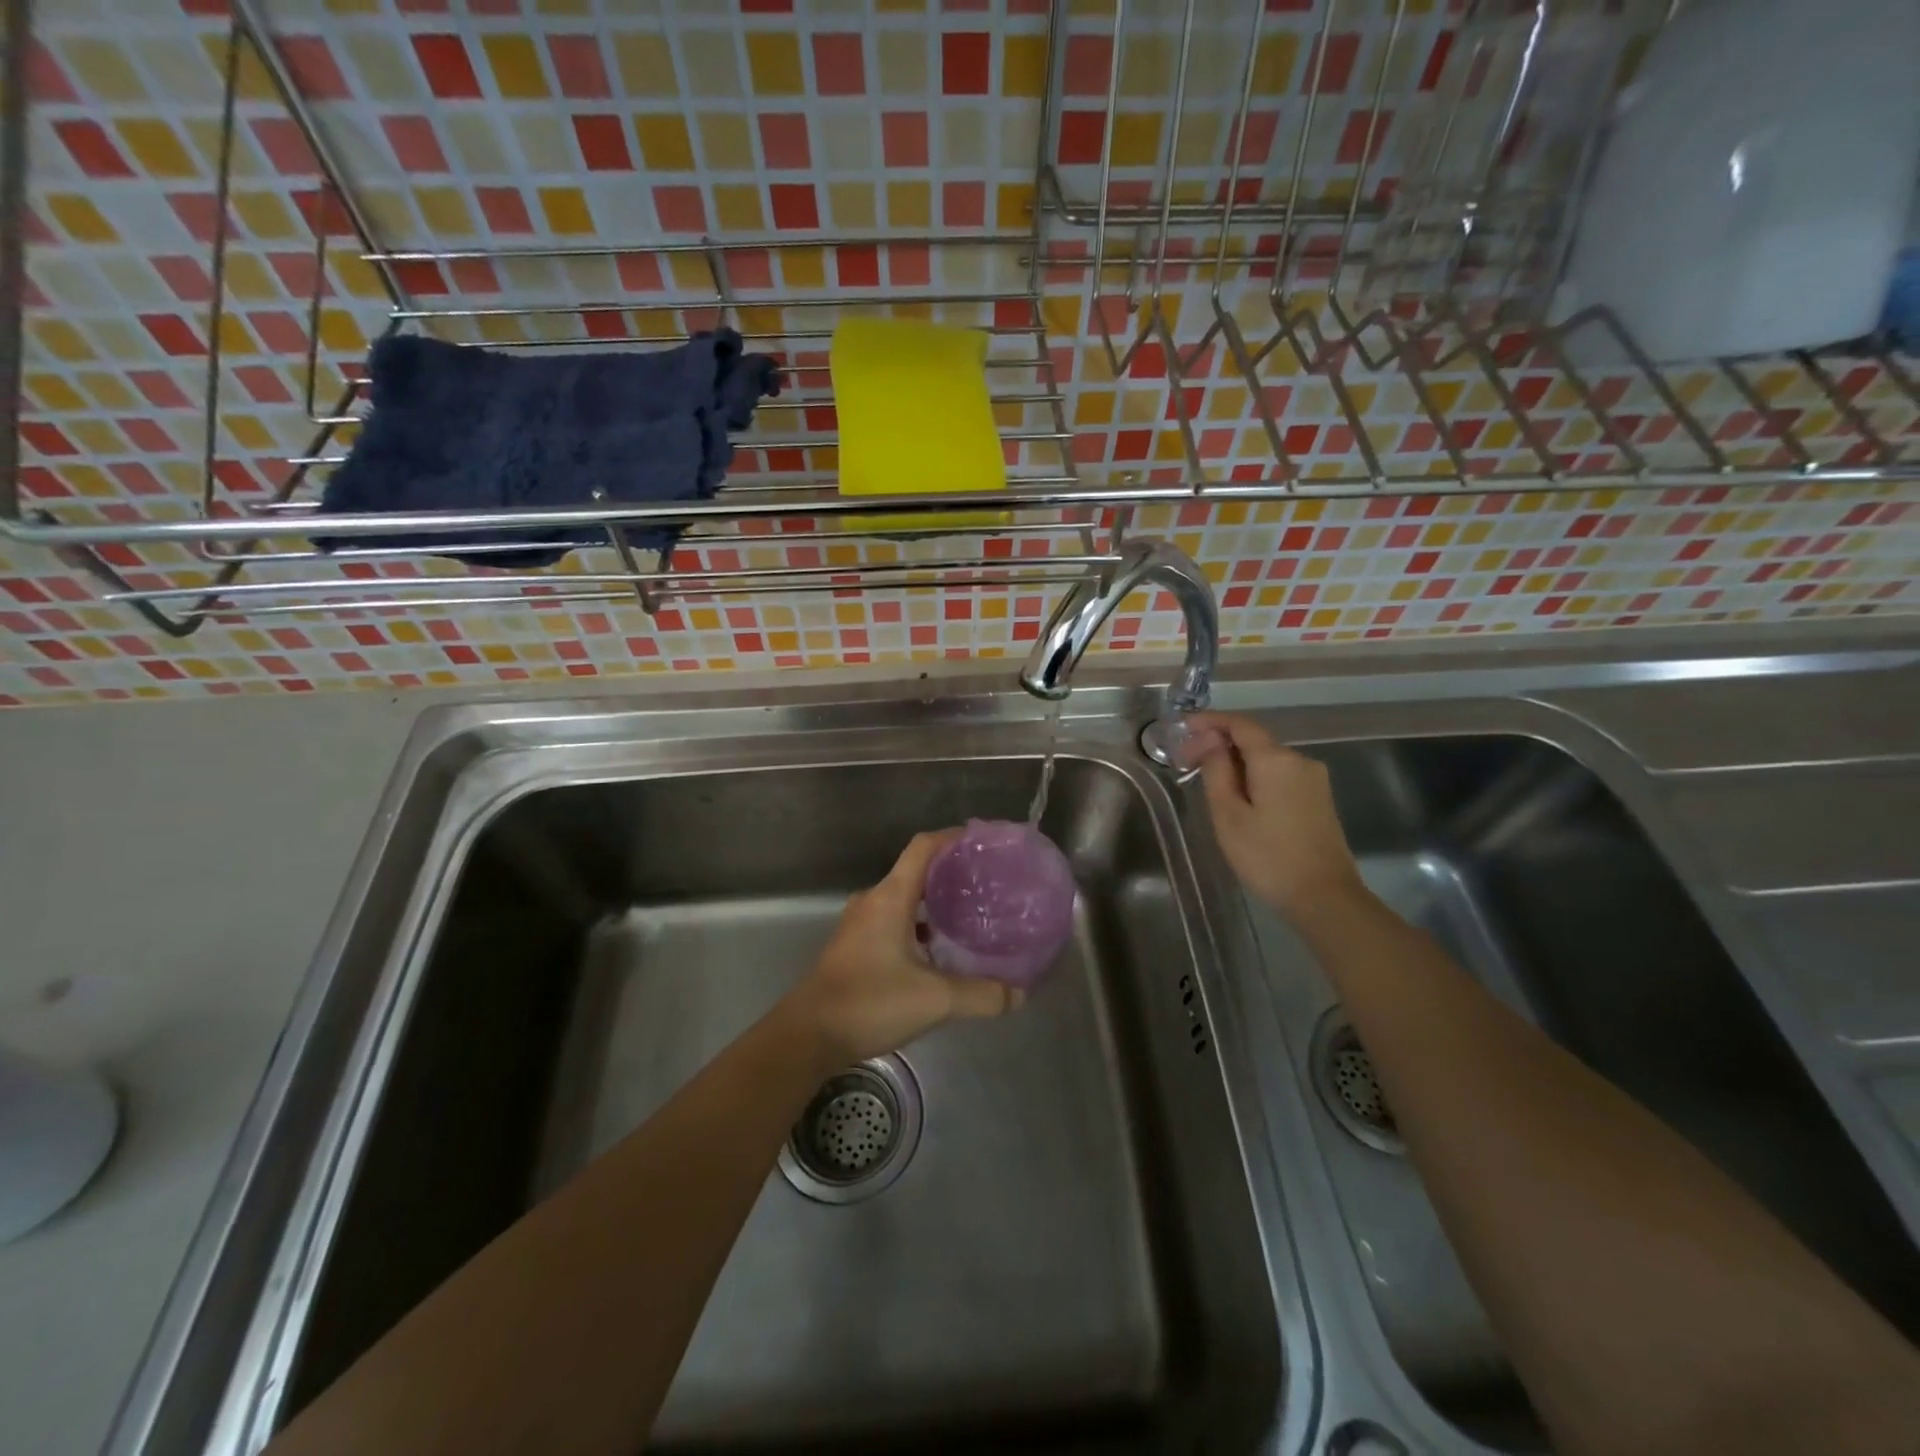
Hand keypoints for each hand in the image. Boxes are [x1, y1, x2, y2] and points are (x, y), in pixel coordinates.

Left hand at [780, 830, 1023, 1064]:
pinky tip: (940, 950)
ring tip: (971, 915)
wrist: (808, 1035)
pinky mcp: (856, 946)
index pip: (924, 847)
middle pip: (916, 871)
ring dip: (935, 902)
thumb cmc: (869, 1002)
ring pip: (905, 899)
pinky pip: (894, 920)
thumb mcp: (934, 1000)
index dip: (954, 838)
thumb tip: (1020, 994)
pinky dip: (919, 925)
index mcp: (890, 897)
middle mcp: (873, 901)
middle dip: (952, 873)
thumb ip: (981, 995)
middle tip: (988, 883)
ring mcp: (861, 923)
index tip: (984, 842)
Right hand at [1190, 713, 1369, 922]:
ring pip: (1267, 759)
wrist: (1325, 897)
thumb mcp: (1228, 814)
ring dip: (1236, 763)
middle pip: (1254, 740)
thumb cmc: (1268, 857)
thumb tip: (1211, 740)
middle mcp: (1299, 760)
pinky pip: (1280, 775)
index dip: (1209, 721)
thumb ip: (1216, 771)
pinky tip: (1238, 797)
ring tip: (1207, 782)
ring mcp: (1314, 780)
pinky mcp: (1319, 799)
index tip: (1182, 728)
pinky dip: (1255, 777)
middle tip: (1187, 762)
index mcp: (1276, 760)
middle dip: (1220, 744)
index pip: (1240, 724)